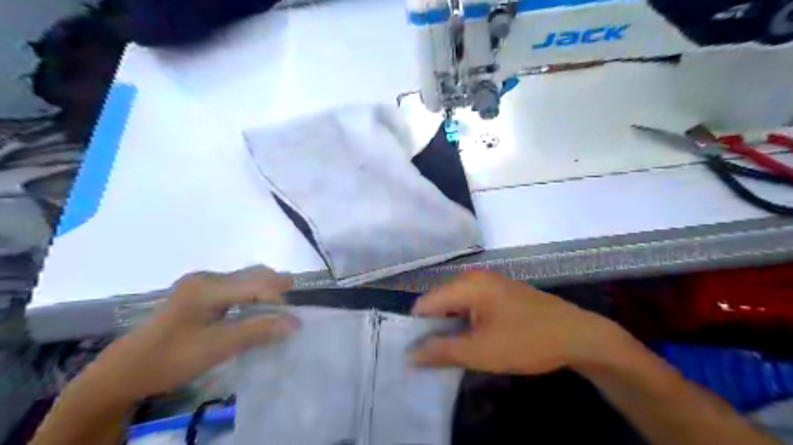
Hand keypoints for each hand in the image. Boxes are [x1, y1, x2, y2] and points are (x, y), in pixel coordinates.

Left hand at [80, 266, 297, 404]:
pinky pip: (234, 287)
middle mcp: (206, 278)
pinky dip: (251, 296)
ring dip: (264, 292)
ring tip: (277, 311)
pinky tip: (254, 311)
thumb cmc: (170, 359)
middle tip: (291, 311)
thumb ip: (257, 331)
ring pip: (245, 279)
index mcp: (208, 287)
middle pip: (252, 274)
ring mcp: (200, 283)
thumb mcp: (217, 348)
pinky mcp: (198, 293)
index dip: (279, 297)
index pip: (256, 283)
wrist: (123, 372)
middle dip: (276, 288)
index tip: (296, 318)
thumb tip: (295, 323)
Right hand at [411, 272, 622, 374]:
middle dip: (435, 328)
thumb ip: (441, 351)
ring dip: (451, 327)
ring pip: (456, 304)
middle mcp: (474, 277)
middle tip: (435, 356)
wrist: (577, 335)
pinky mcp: (500, 292)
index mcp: (466, 285)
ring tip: (453, 351)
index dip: (417, 328)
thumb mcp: (480, 352)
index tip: (417, 353)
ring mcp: (489, 283)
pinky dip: (466, 322)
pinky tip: (473, 339)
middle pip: (439, 302)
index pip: (425, 303)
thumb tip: (410, 355)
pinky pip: (472, 305)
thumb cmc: (526, 341)